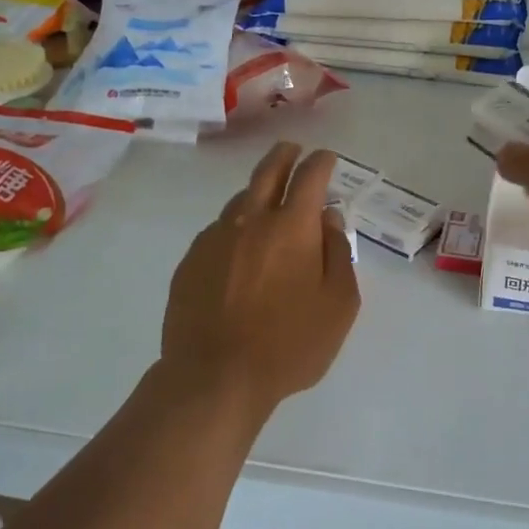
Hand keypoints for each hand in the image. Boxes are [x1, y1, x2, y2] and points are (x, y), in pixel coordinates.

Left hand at [161, 143, 360, 421]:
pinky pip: (218, 232)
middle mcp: (251, 221)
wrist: (214, 377)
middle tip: (293, 151)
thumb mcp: (338, 305)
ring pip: (240, 201)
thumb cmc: (290, 345)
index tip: (327, 158)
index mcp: (292, 227)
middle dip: (284, 155)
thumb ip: (338, 254)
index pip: (310, 177)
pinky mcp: (190, 261)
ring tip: (268, 204)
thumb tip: (328, 221)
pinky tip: (239, 251)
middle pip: (267, 172)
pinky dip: (235, 229)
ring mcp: (214, 238)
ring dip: (257, 194)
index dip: (321, 162)